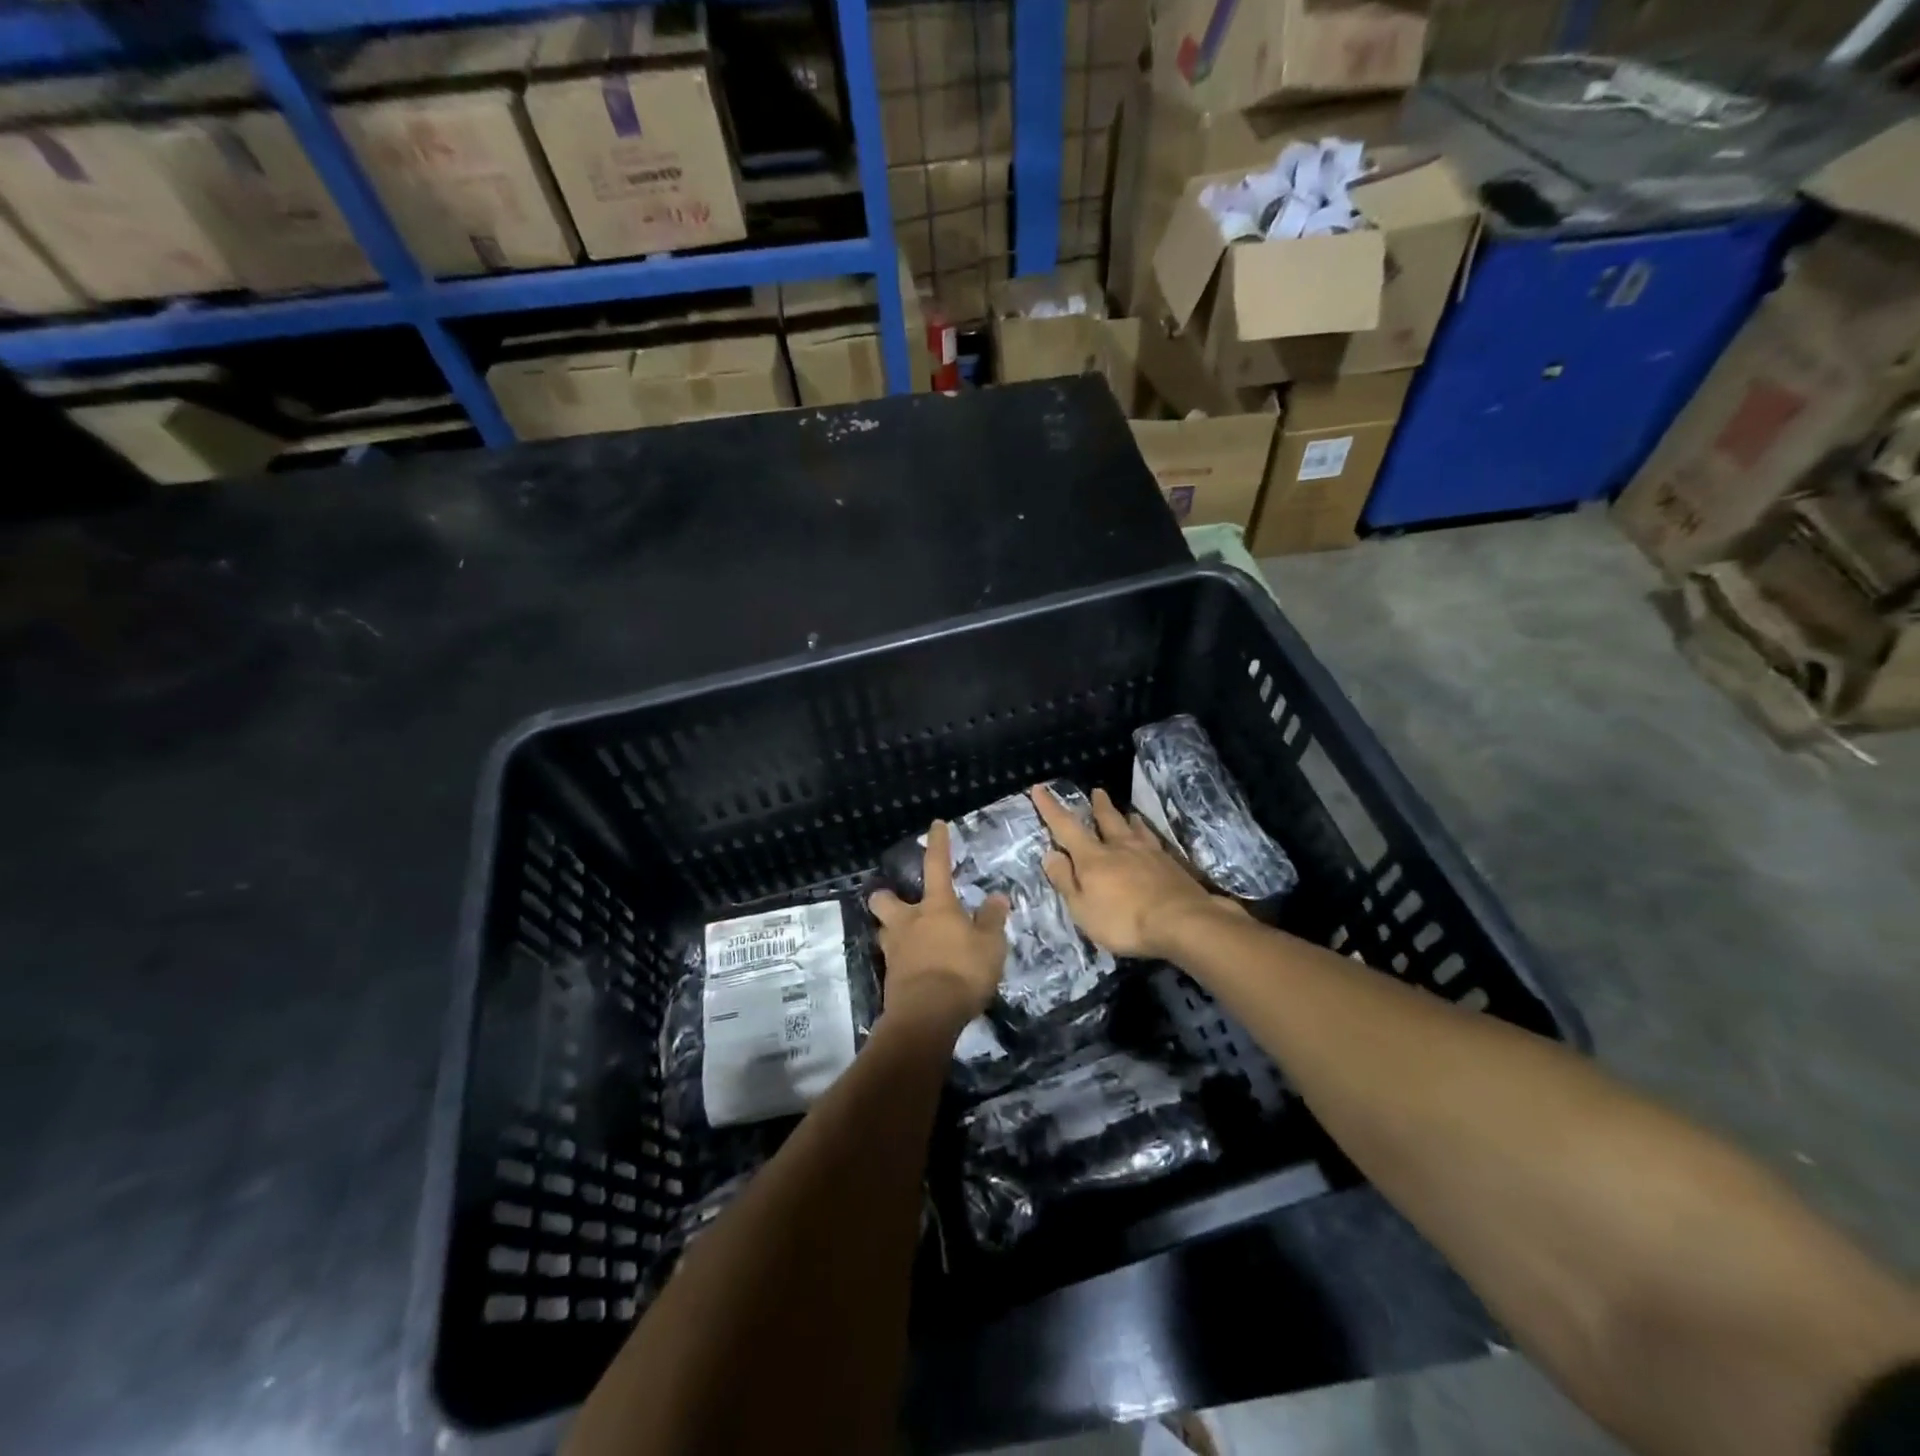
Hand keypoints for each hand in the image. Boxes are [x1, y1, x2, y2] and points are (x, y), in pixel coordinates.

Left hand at [869, 820, 1008, 1029]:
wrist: (926, 1015)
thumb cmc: (962, 972)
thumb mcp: (990, 945)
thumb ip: (992, 920)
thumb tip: (997, 896)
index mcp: (936, 907)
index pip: (937, 865)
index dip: (938, 844)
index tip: (935, 825)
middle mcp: (909, 921)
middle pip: (885, 899)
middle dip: (888, 896)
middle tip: (900, 902)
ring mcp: (894, 950)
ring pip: (883, 930)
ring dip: (892, 930)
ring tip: (907, 938)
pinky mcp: (889, 977)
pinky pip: (893, 959)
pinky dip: (902, 960)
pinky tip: (914, 969)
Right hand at [1031, 784, 1236, 958]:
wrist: (1182, 921)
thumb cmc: (1123, 920)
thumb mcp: (1082, 908)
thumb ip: (1065, 880)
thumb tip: (1051, 854)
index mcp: (1093, 857)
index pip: (1066, 827)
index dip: (1050, 808)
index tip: (1039, 788)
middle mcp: (1120, 847)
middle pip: (1107, 820)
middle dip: (1099, 806)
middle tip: (1097, 791)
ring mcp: (1149, 853)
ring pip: (1134, 828)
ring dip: (1126, 818)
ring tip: (1127, 813)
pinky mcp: (1171, 865)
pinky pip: (1154, 841)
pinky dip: (1147, 835)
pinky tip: (1152, 840)